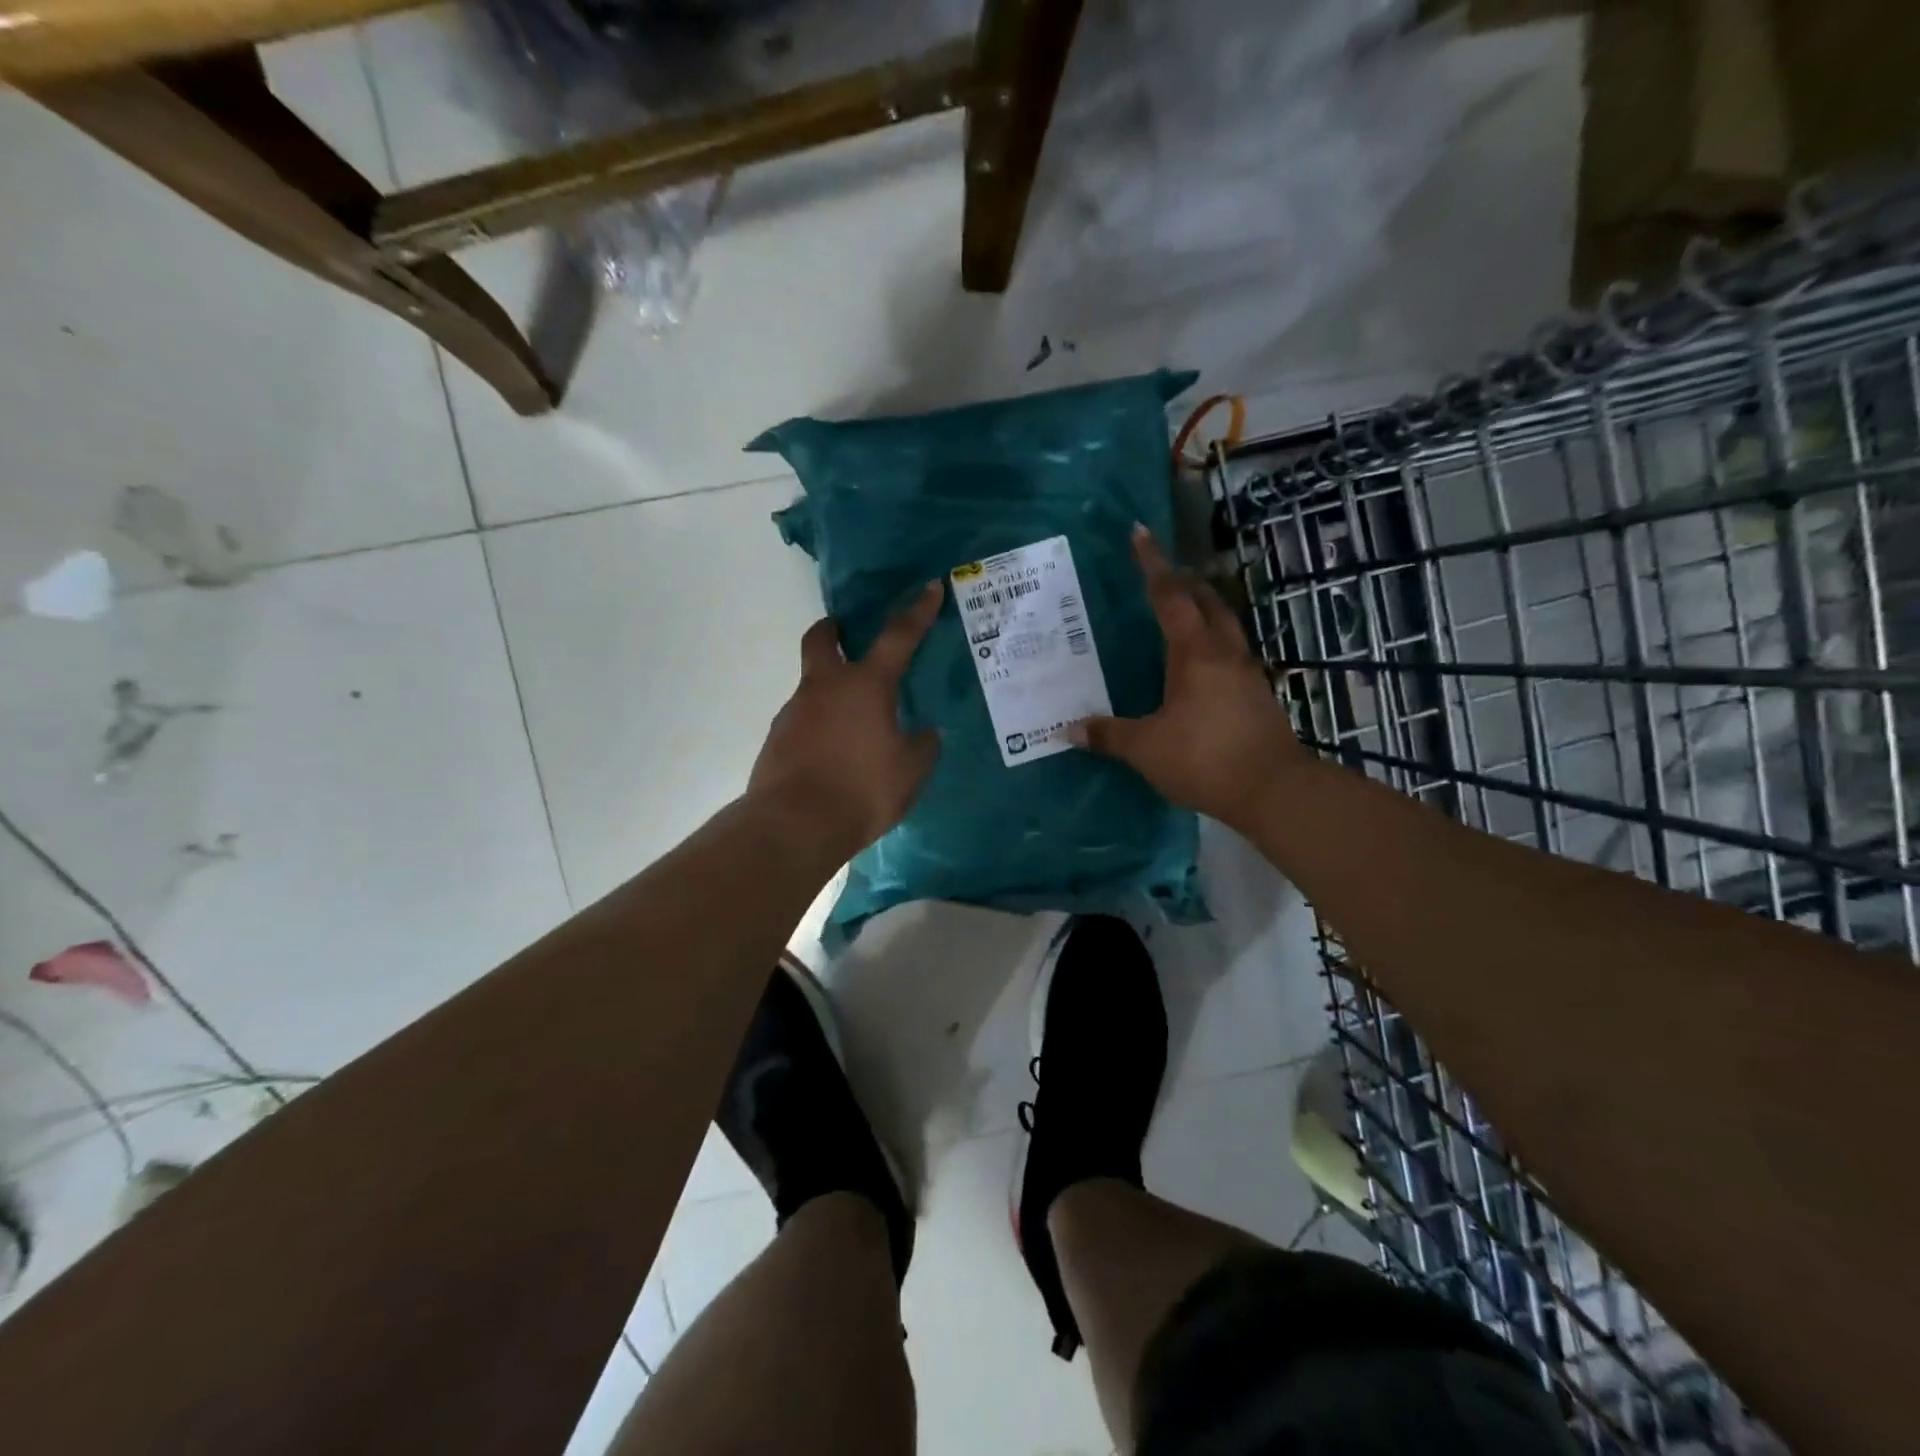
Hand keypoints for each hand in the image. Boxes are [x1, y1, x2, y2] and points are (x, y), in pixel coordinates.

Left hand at [749, 581, 944, 856]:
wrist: (794, 825)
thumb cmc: (862, 789)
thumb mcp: (912, 771)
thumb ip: (923, 745)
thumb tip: (925, 732)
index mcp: (865, 685)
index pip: (898, 637)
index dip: (917, 611)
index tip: (929, 587)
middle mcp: (824, 687)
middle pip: (822, 640)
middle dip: (834, 630)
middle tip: (848, 635)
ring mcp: (794, 712)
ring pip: (811, 686)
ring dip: (830, 691)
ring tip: (855, 726)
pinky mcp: (776, 740)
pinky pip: (803, 722)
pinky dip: (819, 727)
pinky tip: (834, 756)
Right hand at [1067, 526, 1306, 827]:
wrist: (1273, 790)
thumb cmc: (1204, 758)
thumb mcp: (1146, 748)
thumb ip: (1109, 735)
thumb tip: (1070, 729)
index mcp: (1194, 653)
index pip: (1170, 596)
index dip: (1152, 564)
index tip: (1140, 533)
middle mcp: (1224, 653)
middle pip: (1207, 602)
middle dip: (1184, 581)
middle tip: (1162, 573)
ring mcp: (1247, 674)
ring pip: (1225, 626)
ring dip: (1205, 609)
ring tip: (1183, 611)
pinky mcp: (1258, 696)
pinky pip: (1232, 654)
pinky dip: (1214, 643)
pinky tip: (1201, 665)